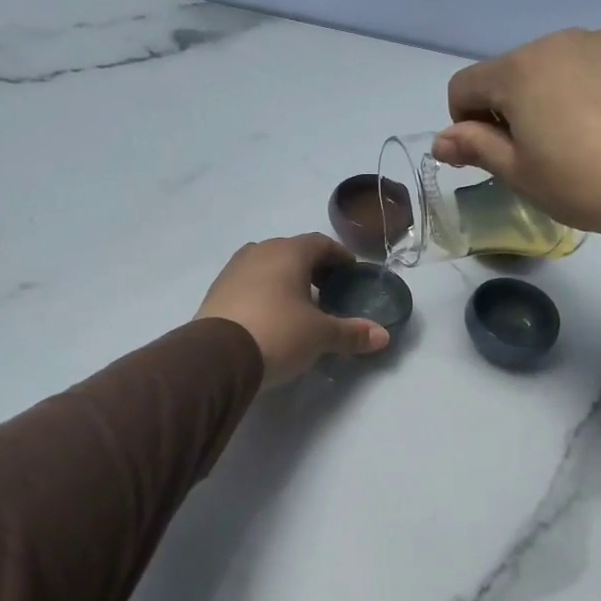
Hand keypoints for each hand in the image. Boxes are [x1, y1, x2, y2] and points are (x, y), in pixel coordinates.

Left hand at [196, 234, 390, 387]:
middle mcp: (259, 252)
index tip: (352, 274)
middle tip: (329, 292)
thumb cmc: (278, 333)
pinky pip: (249, 284)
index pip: (321, 243)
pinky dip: (265, 293)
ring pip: (268, 267)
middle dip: (313, 269)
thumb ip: (352, 333)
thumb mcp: (320, 336)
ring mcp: (233, 270)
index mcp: (288, 252)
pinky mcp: (216, 291)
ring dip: (286, 280)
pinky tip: (271, 317)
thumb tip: (384, 336)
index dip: (340, 257)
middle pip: (293, 252)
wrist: (217, 357)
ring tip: (299, 306)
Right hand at [433, 27, 600, 254]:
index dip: (464, 124)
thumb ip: (475, 148)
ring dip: (553, 96)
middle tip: (539, 155)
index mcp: (520, 70)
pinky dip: (594, 90)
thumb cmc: (586, 182)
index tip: (492, 155)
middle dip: (511, 108)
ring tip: (584, 141)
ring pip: (558, 67)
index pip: (464, 86)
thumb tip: (441, 140)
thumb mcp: (521, 174)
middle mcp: (559, 41)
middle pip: (512, 73)